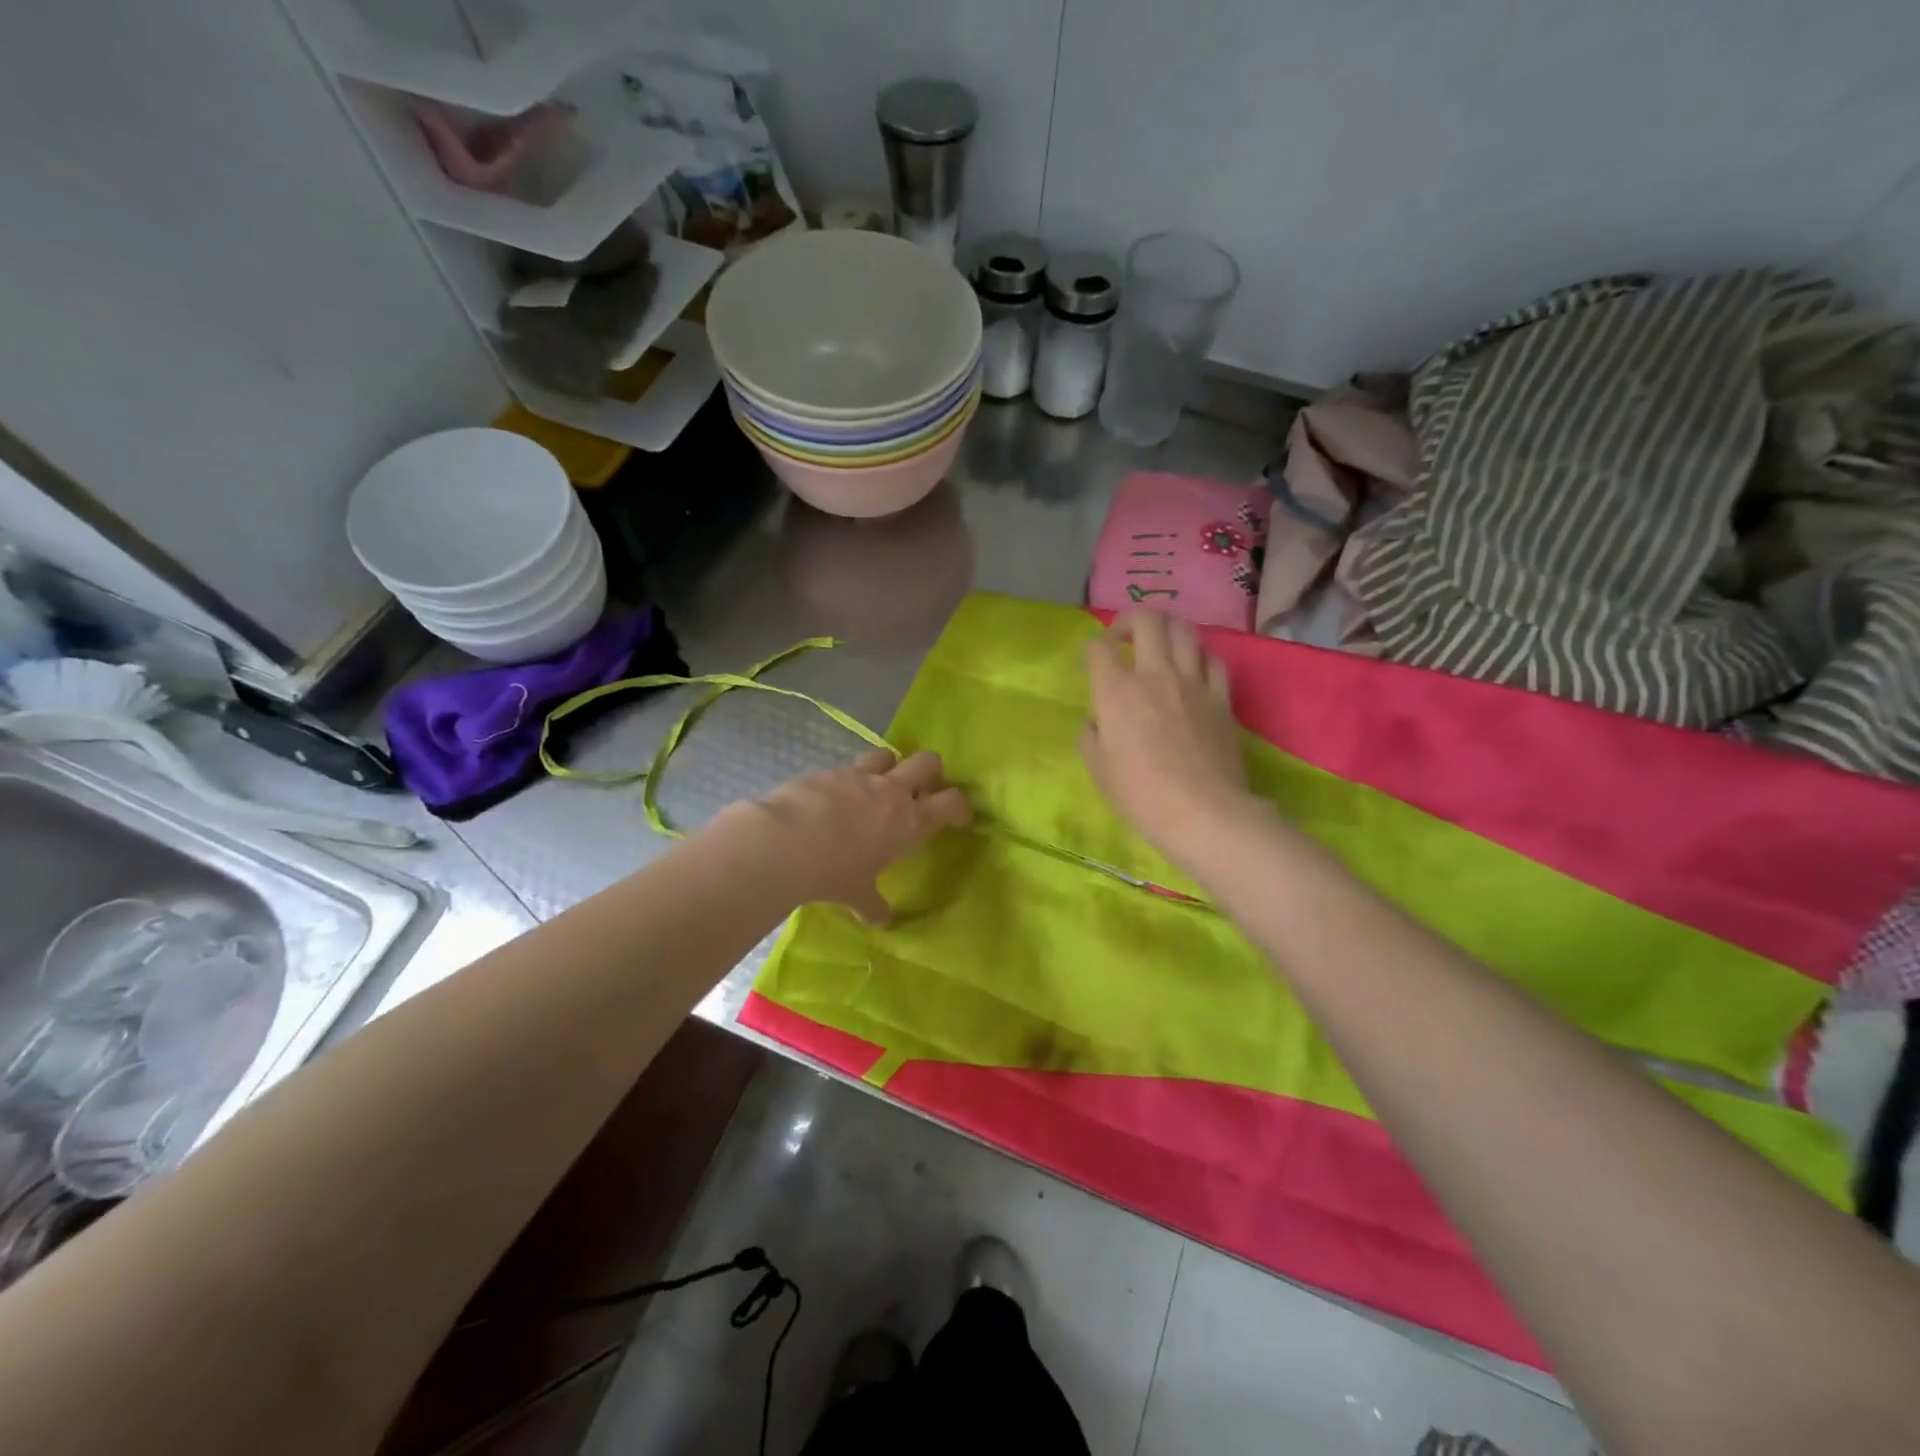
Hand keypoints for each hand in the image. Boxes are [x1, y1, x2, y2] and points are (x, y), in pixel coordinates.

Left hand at [723, 749, 971, 922]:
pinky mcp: (827, 770)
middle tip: (921, 789)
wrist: (785, 843)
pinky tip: (831, 799)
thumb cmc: (833, 873)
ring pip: (887, 754)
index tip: (960, 816)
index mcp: (909, 821)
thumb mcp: (856, 895)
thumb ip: (873, 904)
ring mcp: (858, 775)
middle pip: (927, 761)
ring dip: (888, 766)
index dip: (961, 806)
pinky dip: (846, 780)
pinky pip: (845, 768)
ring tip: (877, 785)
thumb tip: (882, 922)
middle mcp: (890, 791)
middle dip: (931, 771)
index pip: (952, 803)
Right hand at [1082, 611, 1254, 868]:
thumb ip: (1090, 735)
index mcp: (1116, 692)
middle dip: (1130, 620)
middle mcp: (1155, 675)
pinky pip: (1213, 660)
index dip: (1090, 648)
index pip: (1098, 648)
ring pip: (1184, 631)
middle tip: (1123, 637)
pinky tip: (1193, 668)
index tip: (1089, 660)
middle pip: (1147, 620)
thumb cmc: (1140, 795)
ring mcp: (1193, 683)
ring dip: (1167, 630)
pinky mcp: (1222, 698)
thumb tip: (1096, 722)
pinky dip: (1199, 655)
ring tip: (1160, 644)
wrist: (1202, 813)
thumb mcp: (1098, 769)